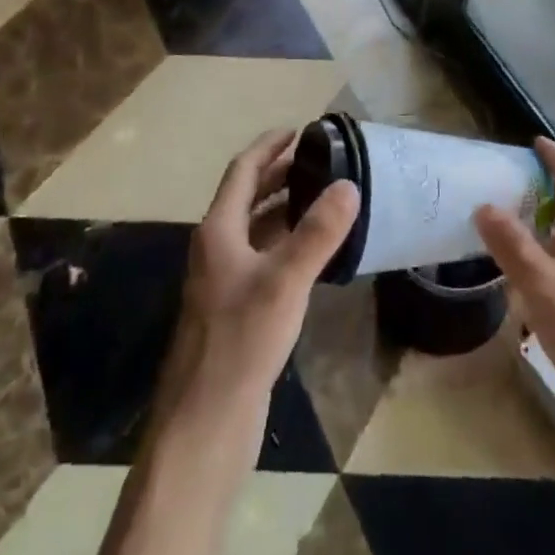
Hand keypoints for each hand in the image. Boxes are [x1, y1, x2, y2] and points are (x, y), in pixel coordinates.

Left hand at [150, 129, 359, 467]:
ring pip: (256, 229)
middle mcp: (217, 249)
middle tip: (319, 160)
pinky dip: (286, 243)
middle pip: (247, 197)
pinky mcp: (236, 311)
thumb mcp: (284, 281)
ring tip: (323, 197)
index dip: (269, 147)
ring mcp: (224, 281)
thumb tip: (349, 185)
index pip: (243, 171)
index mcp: (218, 231)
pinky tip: (314, 253)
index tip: (299, 130)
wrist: (204, 424)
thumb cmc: (240, 342)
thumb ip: (317, 233)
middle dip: (279, 174)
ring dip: (284, 208)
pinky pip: (263, 259)